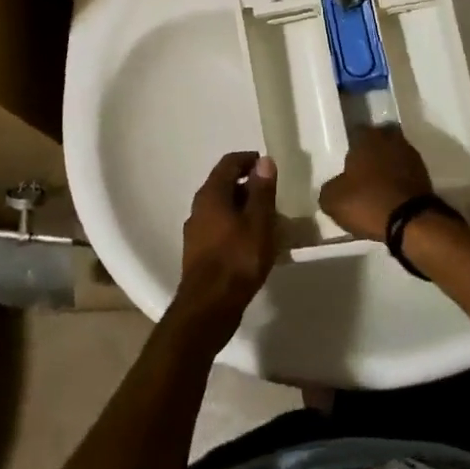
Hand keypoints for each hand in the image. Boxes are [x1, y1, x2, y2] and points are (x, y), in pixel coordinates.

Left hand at [171, 152, 278, 346]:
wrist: (208, 308)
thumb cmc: (237, 259)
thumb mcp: (258, 222)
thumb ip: (262, 190)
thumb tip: (264, 161)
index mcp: (211, 194)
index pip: (229, 163)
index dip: (249, 159)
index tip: (268, 166)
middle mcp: (199, 207)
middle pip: (224, 185)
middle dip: (249, 186)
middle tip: (272, 195)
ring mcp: (196, 231)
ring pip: (222, 208)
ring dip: (243, 208)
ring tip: (267, 220)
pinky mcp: (199, 252)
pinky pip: (220, 227)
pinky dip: (236, 226)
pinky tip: (252, 242)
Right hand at [319, 125, 433, 242]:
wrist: (412, 222)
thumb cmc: (368, 202)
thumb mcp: (333, 200)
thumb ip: (329, 188)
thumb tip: (334, 187)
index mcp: (367, 138)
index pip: (356, 132)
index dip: (350, 147)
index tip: (346, 162)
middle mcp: (390, 139)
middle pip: (378, 141)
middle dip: (372, 153)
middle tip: (362, 172)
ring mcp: (411, 156)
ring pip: (394, 156)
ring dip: (388, 167)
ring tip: (377, 187)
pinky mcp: (425, 175)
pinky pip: (406, 173)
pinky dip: (399, 181)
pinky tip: (391, 197)